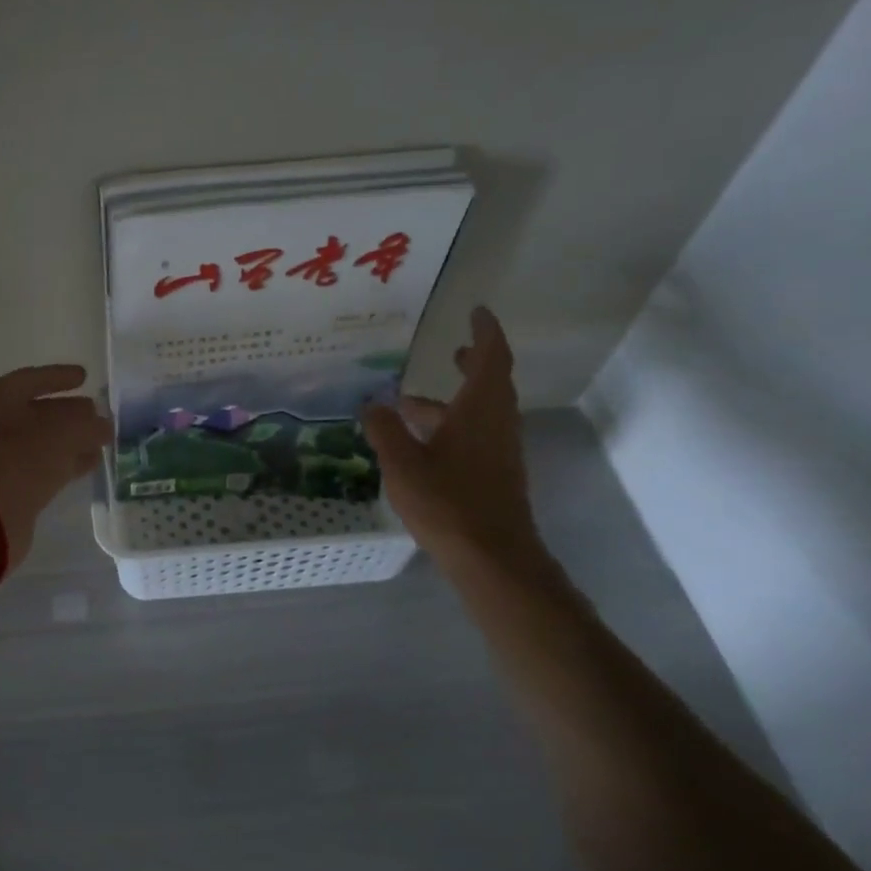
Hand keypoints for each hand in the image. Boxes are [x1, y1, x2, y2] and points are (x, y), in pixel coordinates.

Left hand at [0, 365, 112, 566]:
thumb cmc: (21, 458)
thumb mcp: (64, 431)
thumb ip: (88, 423)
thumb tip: (102, 424)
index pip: (32, 379)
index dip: (60, 377)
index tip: (85, 376)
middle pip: (37, 411)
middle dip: (69, 412)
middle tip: (98, 412)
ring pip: (41, 441)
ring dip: (71, 440)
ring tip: (102, 440)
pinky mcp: (6, 487)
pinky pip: (40, 466)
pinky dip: (64, 462)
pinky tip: (90, 463)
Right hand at [362, 307, 543, 564]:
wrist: (492, 558)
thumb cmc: (447, 503)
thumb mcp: (402, 463)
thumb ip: (384, 430)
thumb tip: (371, 404)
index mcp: (480, 410)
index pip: (491, 357)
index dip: (485, 332)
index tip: (476, 311)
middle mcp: (496, 424)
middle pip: (491, 383)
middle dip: (473, 363)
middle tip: (452, 350)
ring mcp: (499, 452)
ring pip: (480, 413)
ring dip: (452, 401)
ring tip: (410, 403)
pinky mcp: (495, 475)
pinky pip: (476, 435)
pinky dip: (452, 426)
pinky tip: (420, 444)